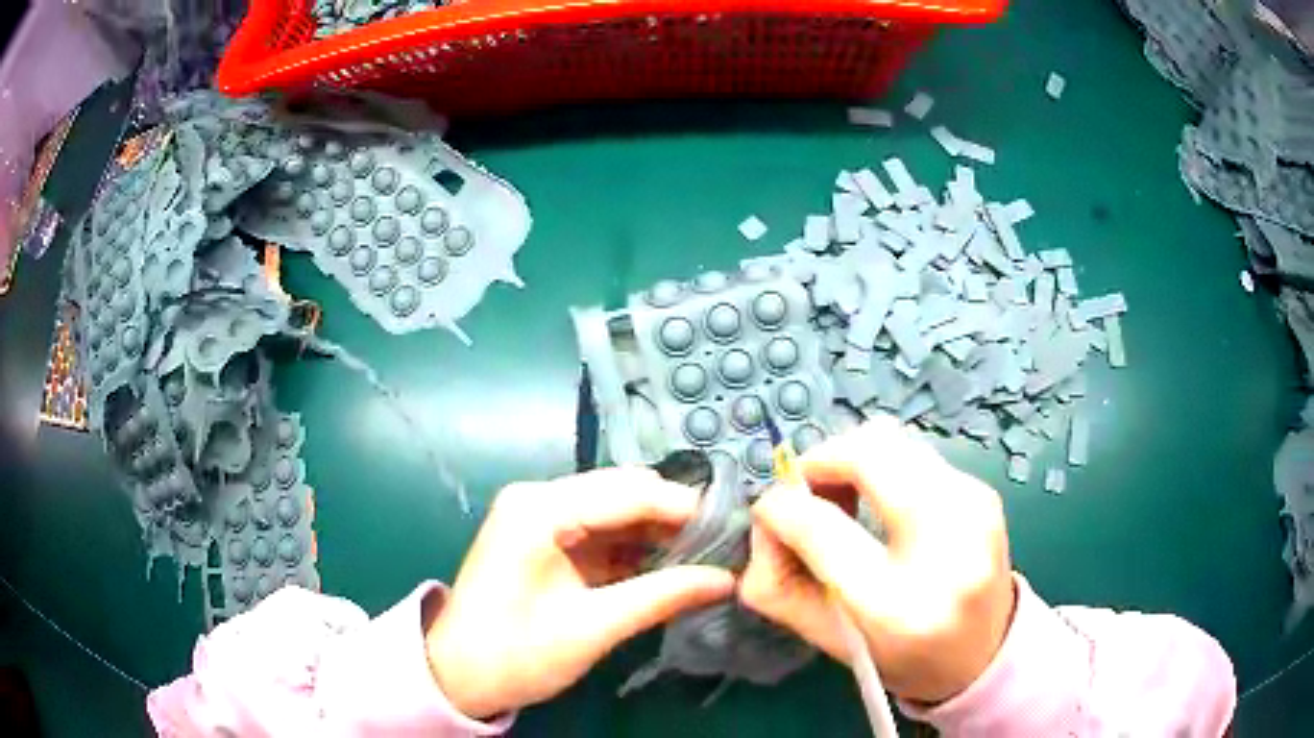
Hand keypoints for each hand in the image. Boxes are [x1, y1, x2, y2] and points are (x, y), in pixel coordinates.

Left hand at [423, 467, 735, 717]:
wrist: (457, 676)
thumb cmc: (515, 654)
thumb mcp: (592, 629)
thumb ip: (661, 596)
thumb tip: (725, 579)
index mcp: (539, 510)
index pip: (629, 492)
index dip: (685, 509)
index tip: (733, 531)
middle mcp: (538, 497)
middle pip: (623, 491)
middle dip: (674, 517)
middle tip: (723, 545)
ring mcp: (538, 514)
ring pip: (615, 508)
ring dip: (657, 531)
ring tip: (704, 555)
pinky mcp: (543, 536)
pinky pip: (600, 529)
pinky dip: (634, 545)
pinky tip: (666, 564)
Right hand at [738, 416, 1016, 704]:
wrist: (985, 653)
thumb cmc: (903, 657)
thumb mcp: (829, 641)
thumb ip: (778, 587)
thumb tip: (765, 522)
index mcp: (898, 606)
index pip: (823, 529)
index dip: (781, 510)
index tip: (768, 512)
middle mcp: (946, 546)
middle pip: (869, 453)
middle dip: (820, 460)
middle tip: (806, 491)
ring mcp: (973, 508)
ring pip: (892, 440)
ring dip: (851, 457)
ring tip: (843, 496)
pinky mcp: (983, 491)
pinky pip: (915, 453)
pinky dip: (882, 466)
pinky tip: (881, 502)